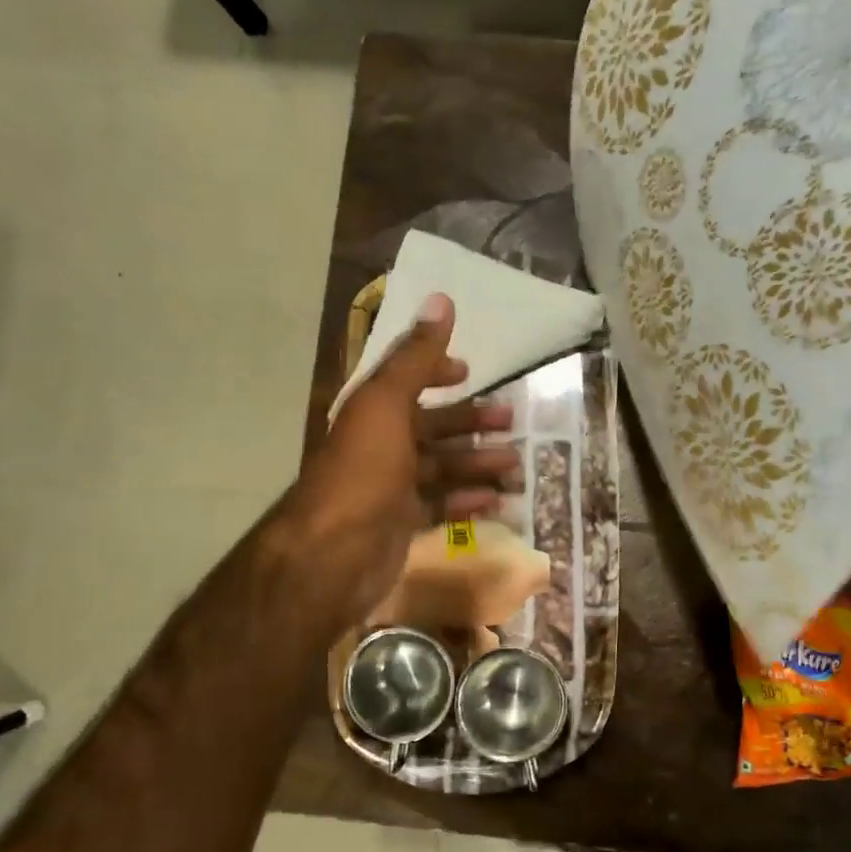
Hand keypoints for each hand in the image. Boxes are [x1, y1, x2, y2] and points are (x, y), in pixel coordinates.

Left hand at [286, 293, 521, 629]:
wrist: (334, 553)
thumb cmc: (364, 470)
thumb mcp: (388, 404)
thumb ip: (416, 356)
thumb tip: (441, 298)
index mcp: (374, 412)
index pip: (407, 382)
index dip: (437, 372)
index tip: (470, 372)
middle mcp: (381, 446)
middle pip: (432, 427)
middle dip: (471, 423)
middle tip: (513, 423)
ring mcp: (392, 488)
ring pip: (442, 468)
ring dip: (478, 464)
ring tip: (516, 466)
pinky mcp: (403, 524)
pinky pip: (441, 506)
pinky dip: (468, 502)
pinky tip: (496, 503)